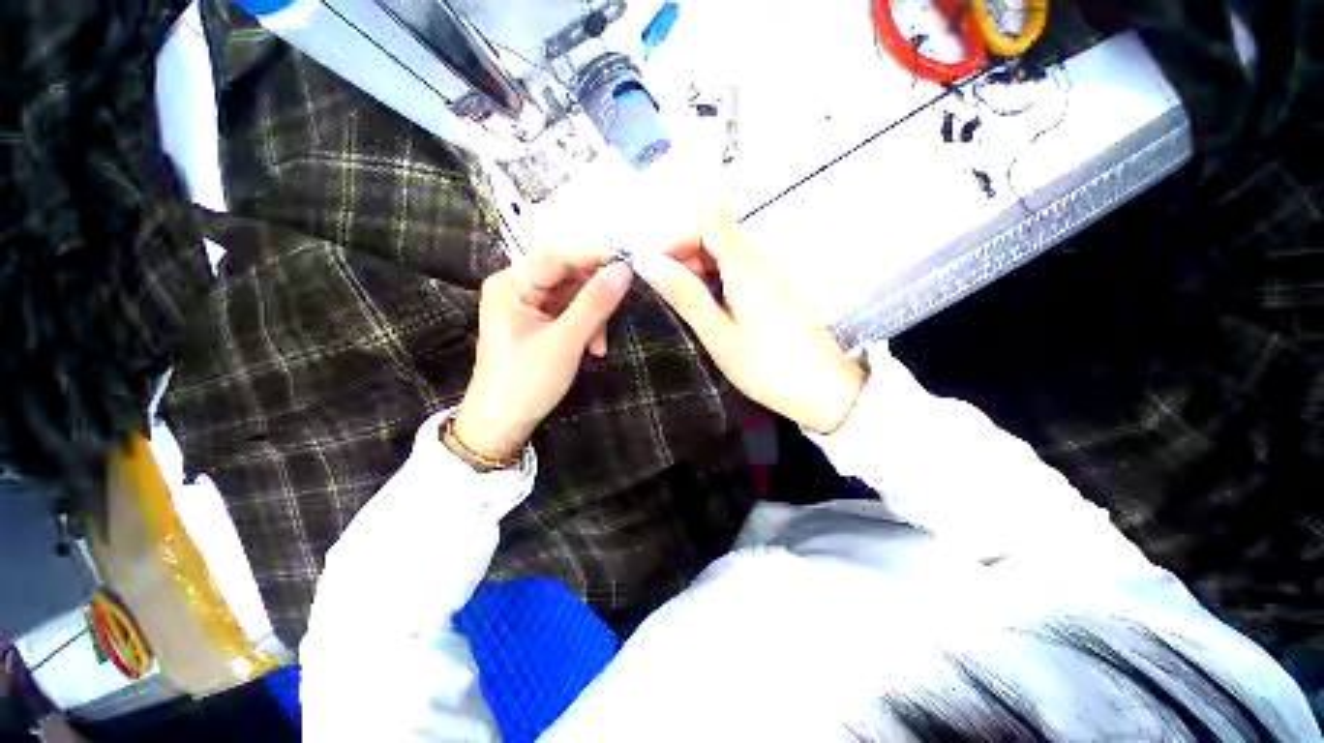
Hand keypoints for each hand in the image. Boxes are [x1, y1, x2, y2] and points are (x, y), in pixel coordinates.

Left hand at [454, 250, 633, 459]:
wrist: (503, 424)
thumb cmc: (526, 382)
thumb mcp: (565, 341)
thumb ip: (594, 304)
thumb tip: (624, 270)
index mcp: (512, 284)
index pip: (557, 256)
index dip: (593, 256)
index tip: (628, 262)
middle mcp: (519, 288)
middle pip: (568, 276)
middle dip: (595, 296)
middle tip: (620, 307)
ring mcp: (530, 307)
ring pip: (574, 296)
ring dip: (594, 317)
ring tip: (599, 345)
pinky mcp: (541, 323)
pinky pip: (571, 314)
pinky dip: (587, 328)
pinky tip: (594, 349)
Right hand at [634, 210, 865, 432]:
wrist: (825, 390)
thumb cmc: (767, 367)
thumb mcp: (718, 335)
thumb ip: (685, 295)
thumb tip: (646, 261)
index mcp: (746, 265)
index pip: (709, 218)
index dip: (679, 234)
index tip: (661, 266)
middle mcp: (765, 256)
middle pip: (718, 231)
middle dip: (687, 253)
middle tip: (671, 292)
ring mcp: (776, 269)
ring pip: (729, 249)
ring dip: (702, 267)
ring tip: (691, 304)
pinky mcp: (781, 285)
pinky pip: (744, 266)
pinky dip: (721, 277)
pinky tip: (715, 306)